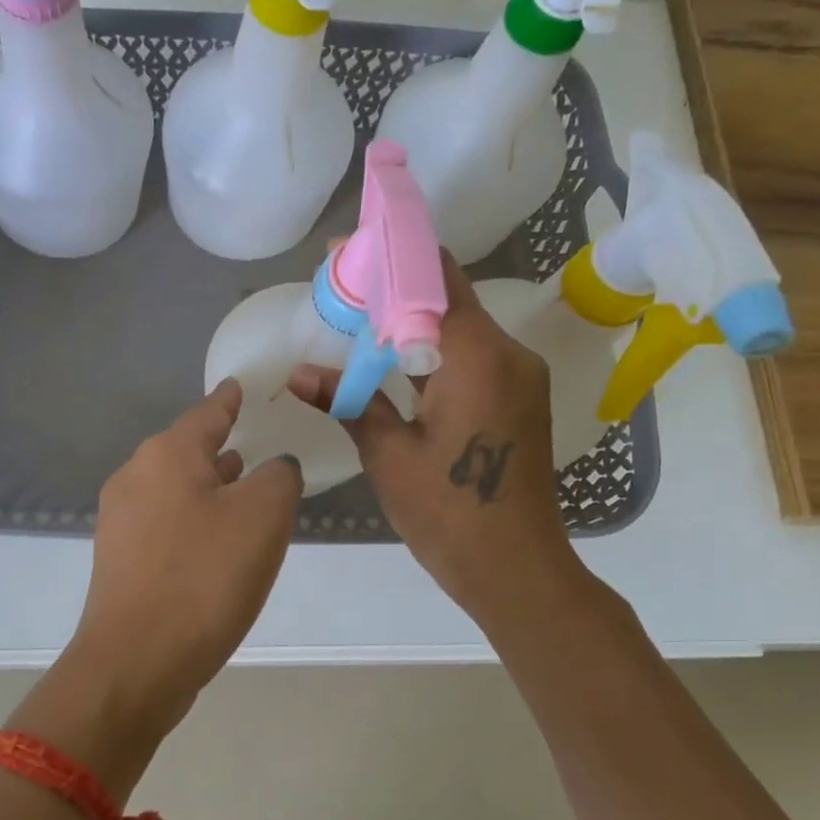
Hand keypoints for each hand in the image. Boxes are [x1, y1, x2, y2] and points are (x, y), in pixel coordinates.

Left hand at [69, 379, 302, 734]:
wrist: (136, 662)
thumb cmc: (204, 577)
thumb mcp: (263, 516)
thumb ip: (277, 477)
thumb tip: (272, 469)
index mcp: (166, 455)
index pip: (207, 412)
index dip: (230, 399)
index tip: (240, 386)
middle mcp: (135, 478)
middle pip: (185, 450)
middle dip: (220, 447)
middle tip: (255, 444)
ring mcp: (120, 521)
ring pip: (174, 488)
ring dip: (208, 486)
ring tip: (242, 488)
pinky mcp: (119, 561)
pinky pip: (165, 524)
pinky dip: (194, 520)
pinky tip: (216, 541)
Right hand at [287, 256, 579, 629]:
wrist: (516, 568)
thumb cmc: (448, 513)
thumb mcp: (389, 454)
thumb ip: (349, 401)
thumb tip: (299, 372)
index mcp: (478, 358)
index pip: (435, 279)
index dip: (391, 256)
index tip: (345, 251)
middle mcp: (508, 354)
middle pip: (448, 298)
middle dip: (395, 287)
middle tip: (341, 289)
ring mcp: (519, 377)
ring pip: (460, 327)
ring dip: (412, 320)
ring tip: (357, 322)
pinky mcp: (518, 399)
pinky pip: (471, 356)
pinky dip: (431, 349)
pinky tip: (393, 361)